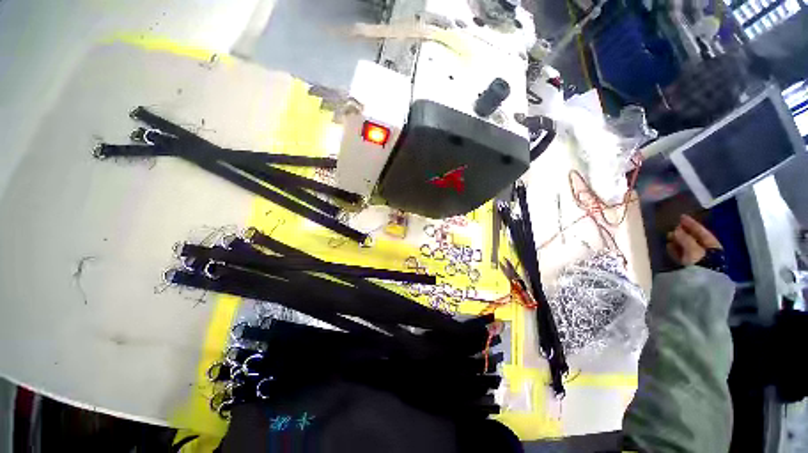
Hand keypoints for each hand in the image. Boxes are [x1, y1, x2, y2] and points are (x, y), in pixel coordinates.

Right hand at [666, 214, 721, 265]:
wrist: (701, 284)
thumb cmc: (702, 264)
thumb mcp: (694, 250)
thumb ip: (685, 239)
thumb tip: (676, 230)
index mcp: (713, 246)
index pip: (702, 232)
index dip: (692, 224)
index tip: (681, 217)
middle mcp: (708, 252)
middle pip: (695, 240)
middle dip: (684, 233)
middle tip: (672, 227)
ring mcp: (699, 260)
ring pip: (688, 247)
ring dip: (678, 241)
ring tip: (668, 236)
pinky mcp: (690, 267)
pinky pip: (682, 255)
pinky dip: (676, 250)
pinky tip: (669, 247)